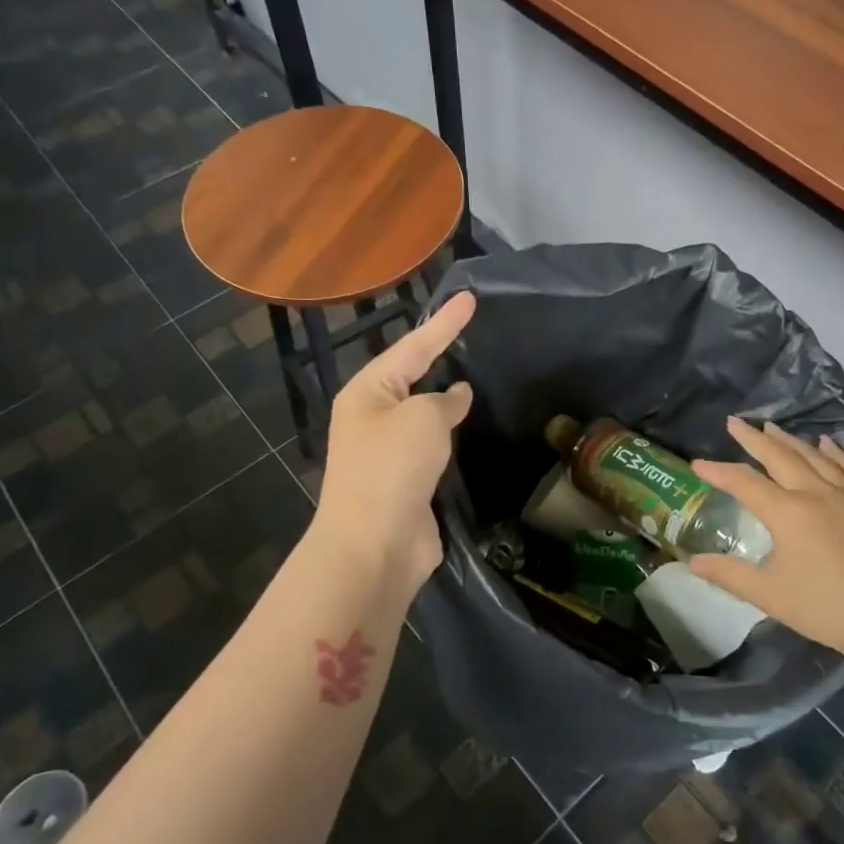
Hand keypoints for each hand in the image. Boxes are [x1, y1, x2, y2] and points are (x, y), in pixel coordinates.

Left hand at [312, 292, 476, 595]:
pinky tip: (470, 427)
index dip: (444, 323)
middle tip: (471, 330)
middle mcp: (373, 417)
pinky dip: (450, 434)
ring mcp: (388, 451)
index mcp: (367, 392)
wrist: (374, 546)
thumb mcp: (422, 419)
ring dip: (445, 398)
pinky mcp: (406, 481)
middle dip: (439, 354)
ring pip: (423, 413)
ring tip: (475, 373)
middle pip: (412, 376)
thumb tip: (456, 395)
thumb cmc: (392, 468)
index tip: (470, 298)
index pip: (413, 346)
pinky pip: (432, 445)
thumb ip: (444, 400)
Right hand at [690, 418, 843, 662]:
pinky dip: (837, 454)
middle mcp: (816, 494)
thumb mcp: (769, 595)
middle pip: (780, 457)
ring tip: (773, 427)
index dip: (718, 471)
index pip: (744, 482)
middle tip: (735, 422)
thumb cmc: (826, 607)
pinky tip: (828, 444)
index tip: (698, 464)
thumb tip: (694, 562)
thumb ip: (729, 575)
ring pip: (815, 458)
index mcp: (787, 512)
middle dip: (754, 438)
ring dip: (790, 440)